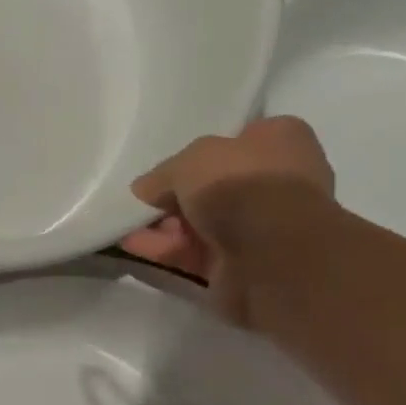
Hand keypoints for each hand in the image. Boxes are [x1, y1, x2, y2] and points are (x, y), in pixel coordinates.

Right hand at [119, 118, 334, 325]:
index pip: (236, 140)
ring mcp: (263, 226)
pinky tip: (132, 246)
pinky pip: (197, 252)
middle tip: (141, 200)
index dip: (199, 154)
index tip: (167, 167)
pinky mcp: (244, 264)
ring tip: (125, 225)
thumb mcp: (190, 161)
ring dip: (165, 225)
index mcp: (280, 140)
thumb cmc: (239, 183)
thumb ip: (162, 174)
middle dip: (175, 195)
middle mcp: (277, 180)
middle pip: (215, 185)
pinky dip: (167, 250)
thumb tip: (144, 190)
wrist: (270, 251)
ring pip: (203, 222)